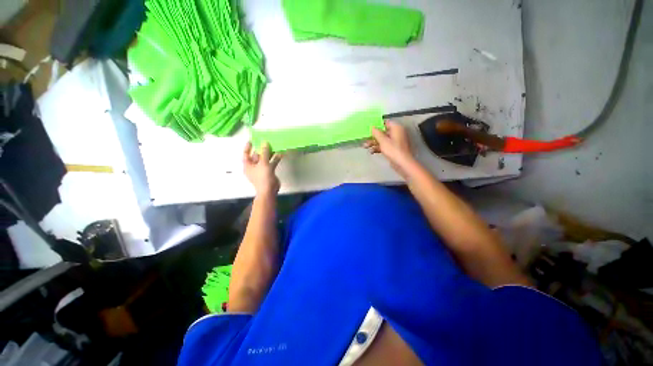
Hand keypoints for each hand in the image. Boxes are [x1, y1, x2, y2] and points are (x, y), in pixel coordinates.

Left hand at [243, 142, 281, 195]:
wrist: (269, 190)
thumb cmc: (262, 177)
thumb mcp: (263, 163)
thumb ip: (264, 152)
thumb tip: (264, 142)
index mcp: (248, 165)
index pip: (246, 154)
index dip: (248, 147)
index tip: (252, 140)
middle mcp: (254, 166)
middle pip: (257, 156)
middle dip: (262, 149)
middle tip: (266, 141)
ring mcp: (262, 169)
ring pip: (265, 159)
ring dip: (270, 153)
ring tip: (275, 146)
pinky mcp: (269, 172)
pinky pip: (271, 163)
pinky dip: (275, 159)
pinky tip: (280, 154)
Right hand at [364, 121, 415, 177]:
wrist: (402, 163)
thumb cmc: (393, 150)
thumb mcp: (383, 140)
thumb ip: (376, 133)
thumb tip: (372, 127)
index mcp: (396, 128)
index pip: (385, 122)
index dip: (377, 125)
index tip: (368, 128)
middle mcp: (396, 133)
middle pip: (382, 132)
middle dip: (373, 136)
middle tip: (364, 138)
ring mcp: (395, 142)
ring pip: (382, 140)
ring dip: (374, 143)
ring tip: (365, 146)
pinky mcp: (393, 149)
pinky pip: (384, 146)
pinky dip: (378, 148)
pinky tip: (371, 151)